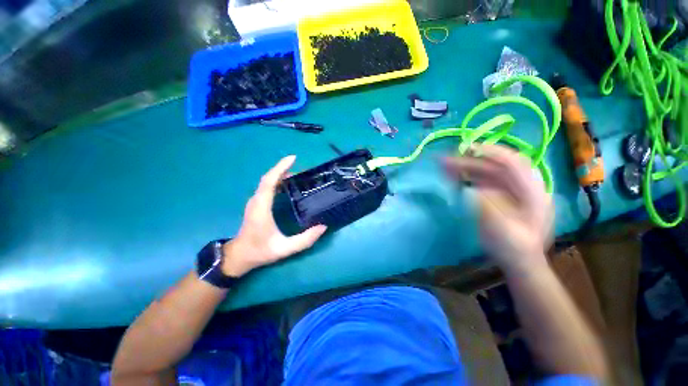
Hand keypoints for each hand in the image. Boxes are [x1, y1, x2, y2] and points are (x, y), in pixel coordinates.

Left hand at [222, 155, 326, 276]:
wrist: (239, 256)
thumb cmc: (260, 251)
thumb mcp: (284, 249)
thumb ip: (305, 240)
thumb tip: (323, 227)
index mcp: (261, 208)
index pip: (269, 181)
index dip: (280, 168)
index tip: (293, 158)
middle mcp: (256, 200)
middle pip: (268, 178)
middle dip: (284, 169)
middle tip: (302, 169)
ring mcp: (255, 201)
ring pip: (267, 181)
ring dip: (281, 174)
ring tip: (298, 174)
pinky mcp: (256, 203)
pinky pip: (266, 187)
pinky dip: (277, 180)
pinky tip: (287, 184)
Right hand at [443, 145, 553, 274]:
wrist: (520, 261)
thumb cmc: (515, 249)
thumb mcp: (504, 232)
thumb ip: (489, 209)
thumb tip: (471, 190)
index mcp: (532, 193)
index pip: (514, 164)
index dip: (492, 153)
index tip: (468, 150)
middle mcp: (521, 186)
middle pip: (495, 166)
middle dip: (470, 161)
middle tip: (446, 160)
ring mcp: (509, 191)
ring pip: (487, 172)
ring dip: (465, 168)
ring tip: (445, 166)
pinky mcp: (498, 196)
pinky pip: (481, 181)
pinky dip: (466, 177)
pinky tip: (454, 176)